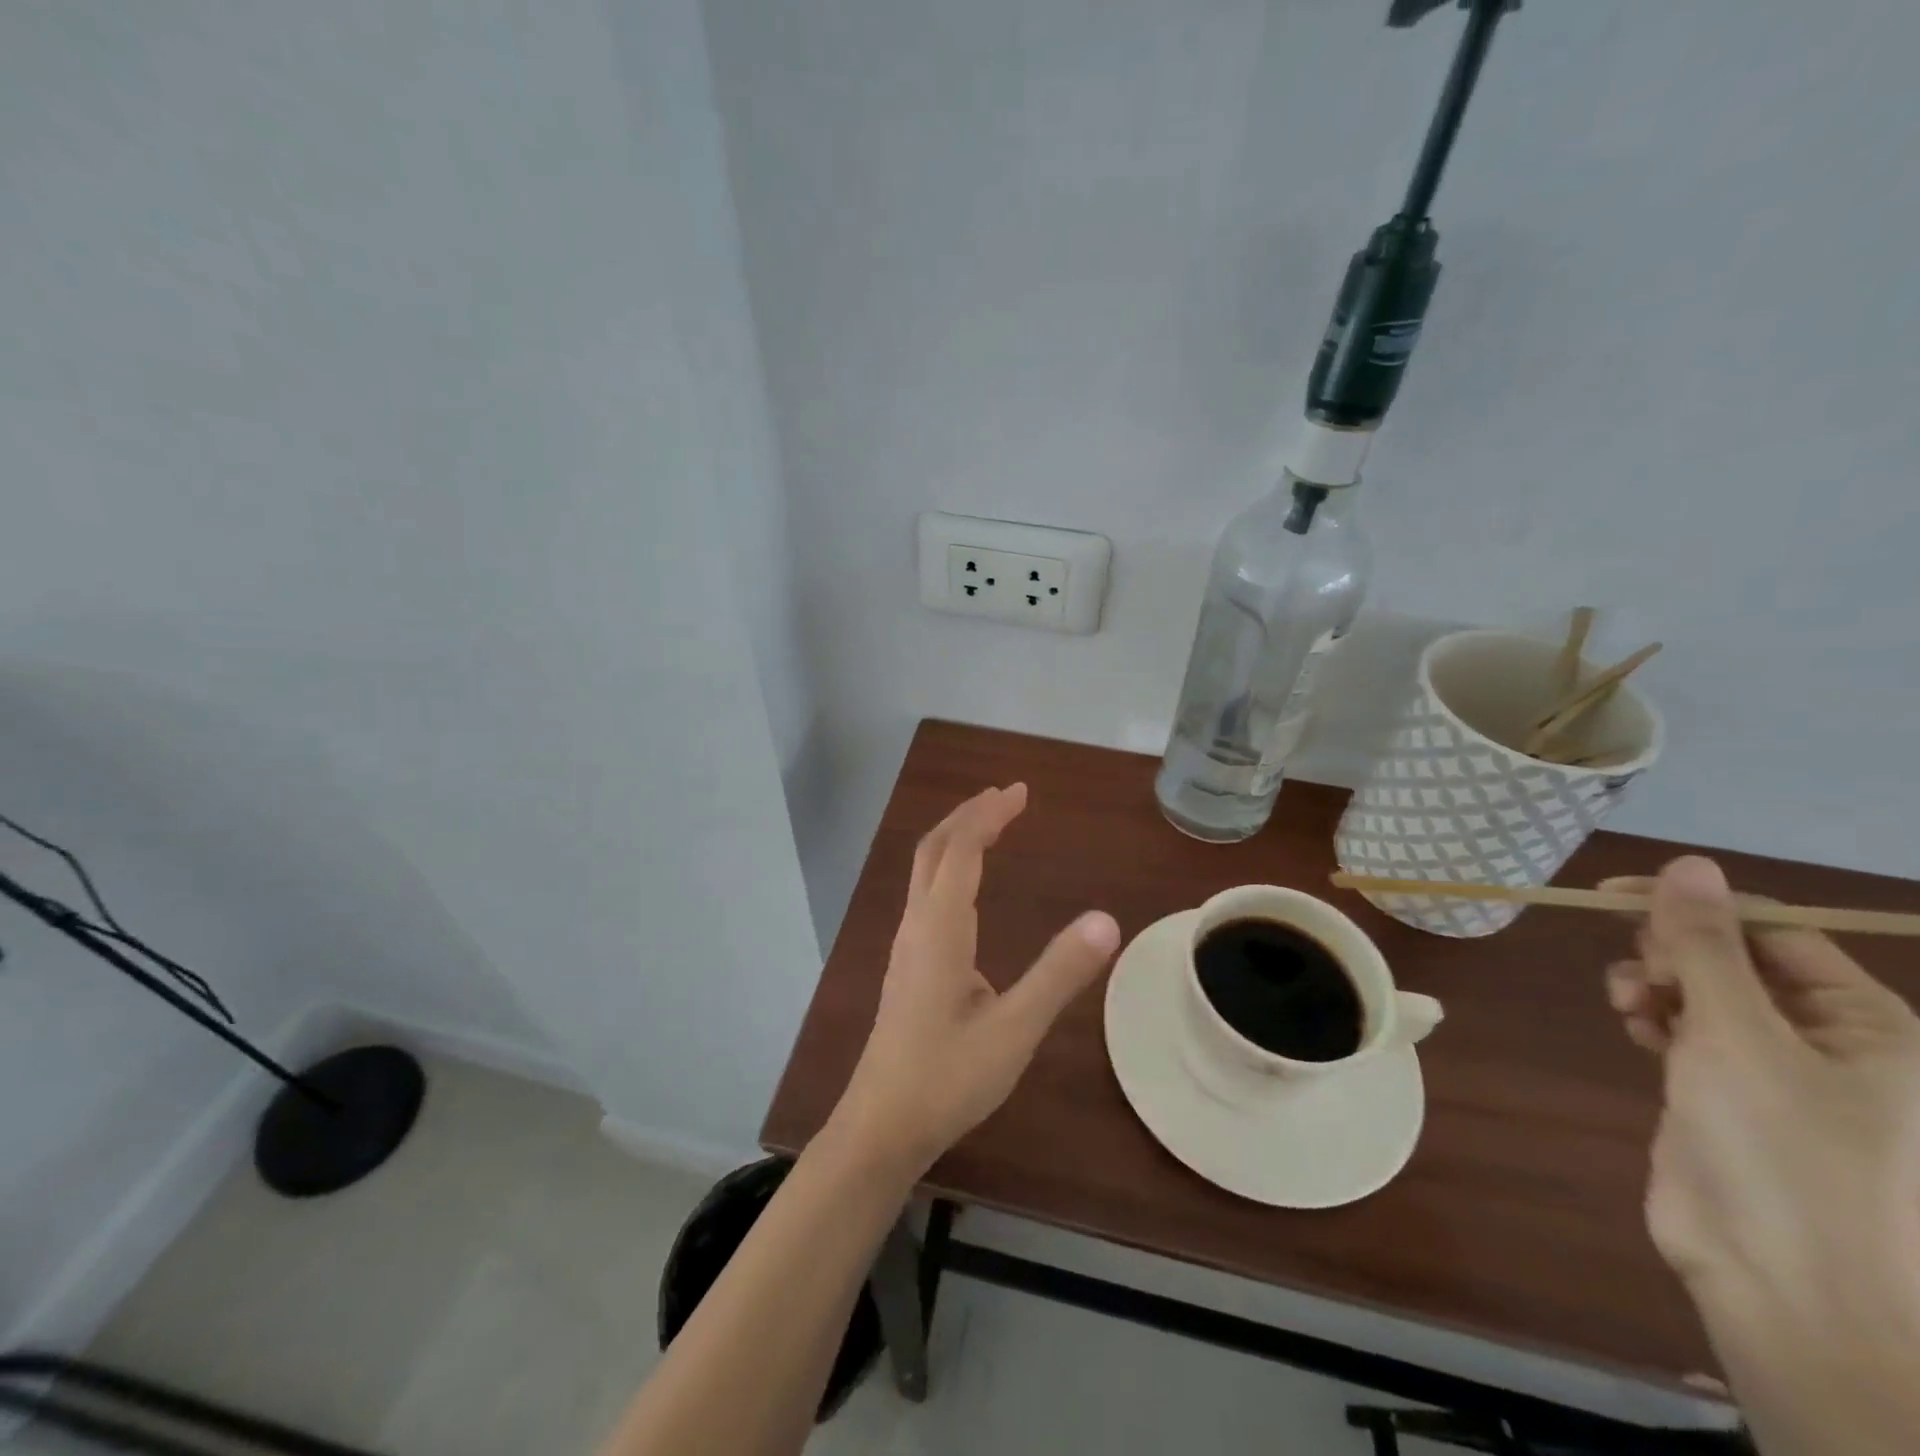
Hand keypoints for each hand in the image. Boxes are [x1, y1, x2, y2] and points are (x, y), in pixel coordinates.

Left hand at [829, 784, 1120, 1175]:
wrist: (881, 1124)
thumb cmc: (947, 1077)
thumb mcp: (1014, 1030)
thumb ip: (1059, 974)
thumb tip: (1107, 920)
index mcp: (940, 928)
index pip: (963, 850)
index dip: (990, 815)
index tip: (1021, 792)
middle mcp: (917, 925)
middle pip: (935, 849)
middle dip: (969, 815)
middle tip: (1007, 797)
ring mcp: (906, 945)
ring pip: (925, 870)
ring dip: (956, 839)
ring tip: (990, 827)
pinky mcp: (906, 965)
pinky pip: (925, 894)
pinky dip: (949, 867)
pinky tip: (966, 889)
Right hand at [1603, 857, 1919, 1329]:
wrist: (1786, 1289)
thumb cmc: (1782, 1153)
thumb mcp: (1736, 1035)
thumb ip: (1706, 947)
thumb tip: (1689, 865)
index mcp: (1871, 1027)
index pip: (1776, 932)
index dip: (1697, 906)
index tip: (1612, 895)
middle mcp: (1835, 1044)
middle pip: (1739, 961)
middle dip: (1674, 953)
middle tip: (1635, 971)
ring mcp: (1782, 1074)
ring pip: (1708, 996)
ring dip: (1659, 986)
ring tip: (1626, 1004)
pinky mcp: (1733, 1099)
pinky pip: (1693, 1034)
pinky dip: (1660, 1021)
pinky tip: (1635, 1029)